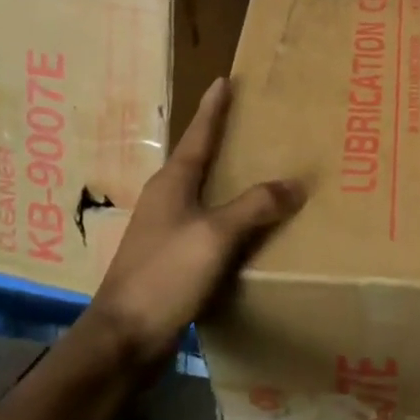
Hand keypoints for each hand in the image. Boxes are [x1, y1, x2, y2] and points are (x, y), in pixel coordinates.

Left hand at [86, 78, 300, 368]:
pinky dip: (230, 218)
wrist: (124, 338)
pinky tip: (250, 227)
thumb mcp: (215, 235)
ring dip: (230, 182)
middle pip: (200, 159)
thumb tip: (295, 184)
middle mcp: (166, 199)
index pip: (198, 134)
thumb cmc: (165, 275)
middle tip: (256, 123)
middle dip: (225, 140)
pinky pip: (208, 226)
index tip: (223, 80)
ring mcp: (166, 230)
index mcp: (173, 182)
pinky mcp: (171, 259)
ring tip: (262, 172)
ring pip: (205, 194)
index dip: (213, 108)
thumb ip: (255, 206)